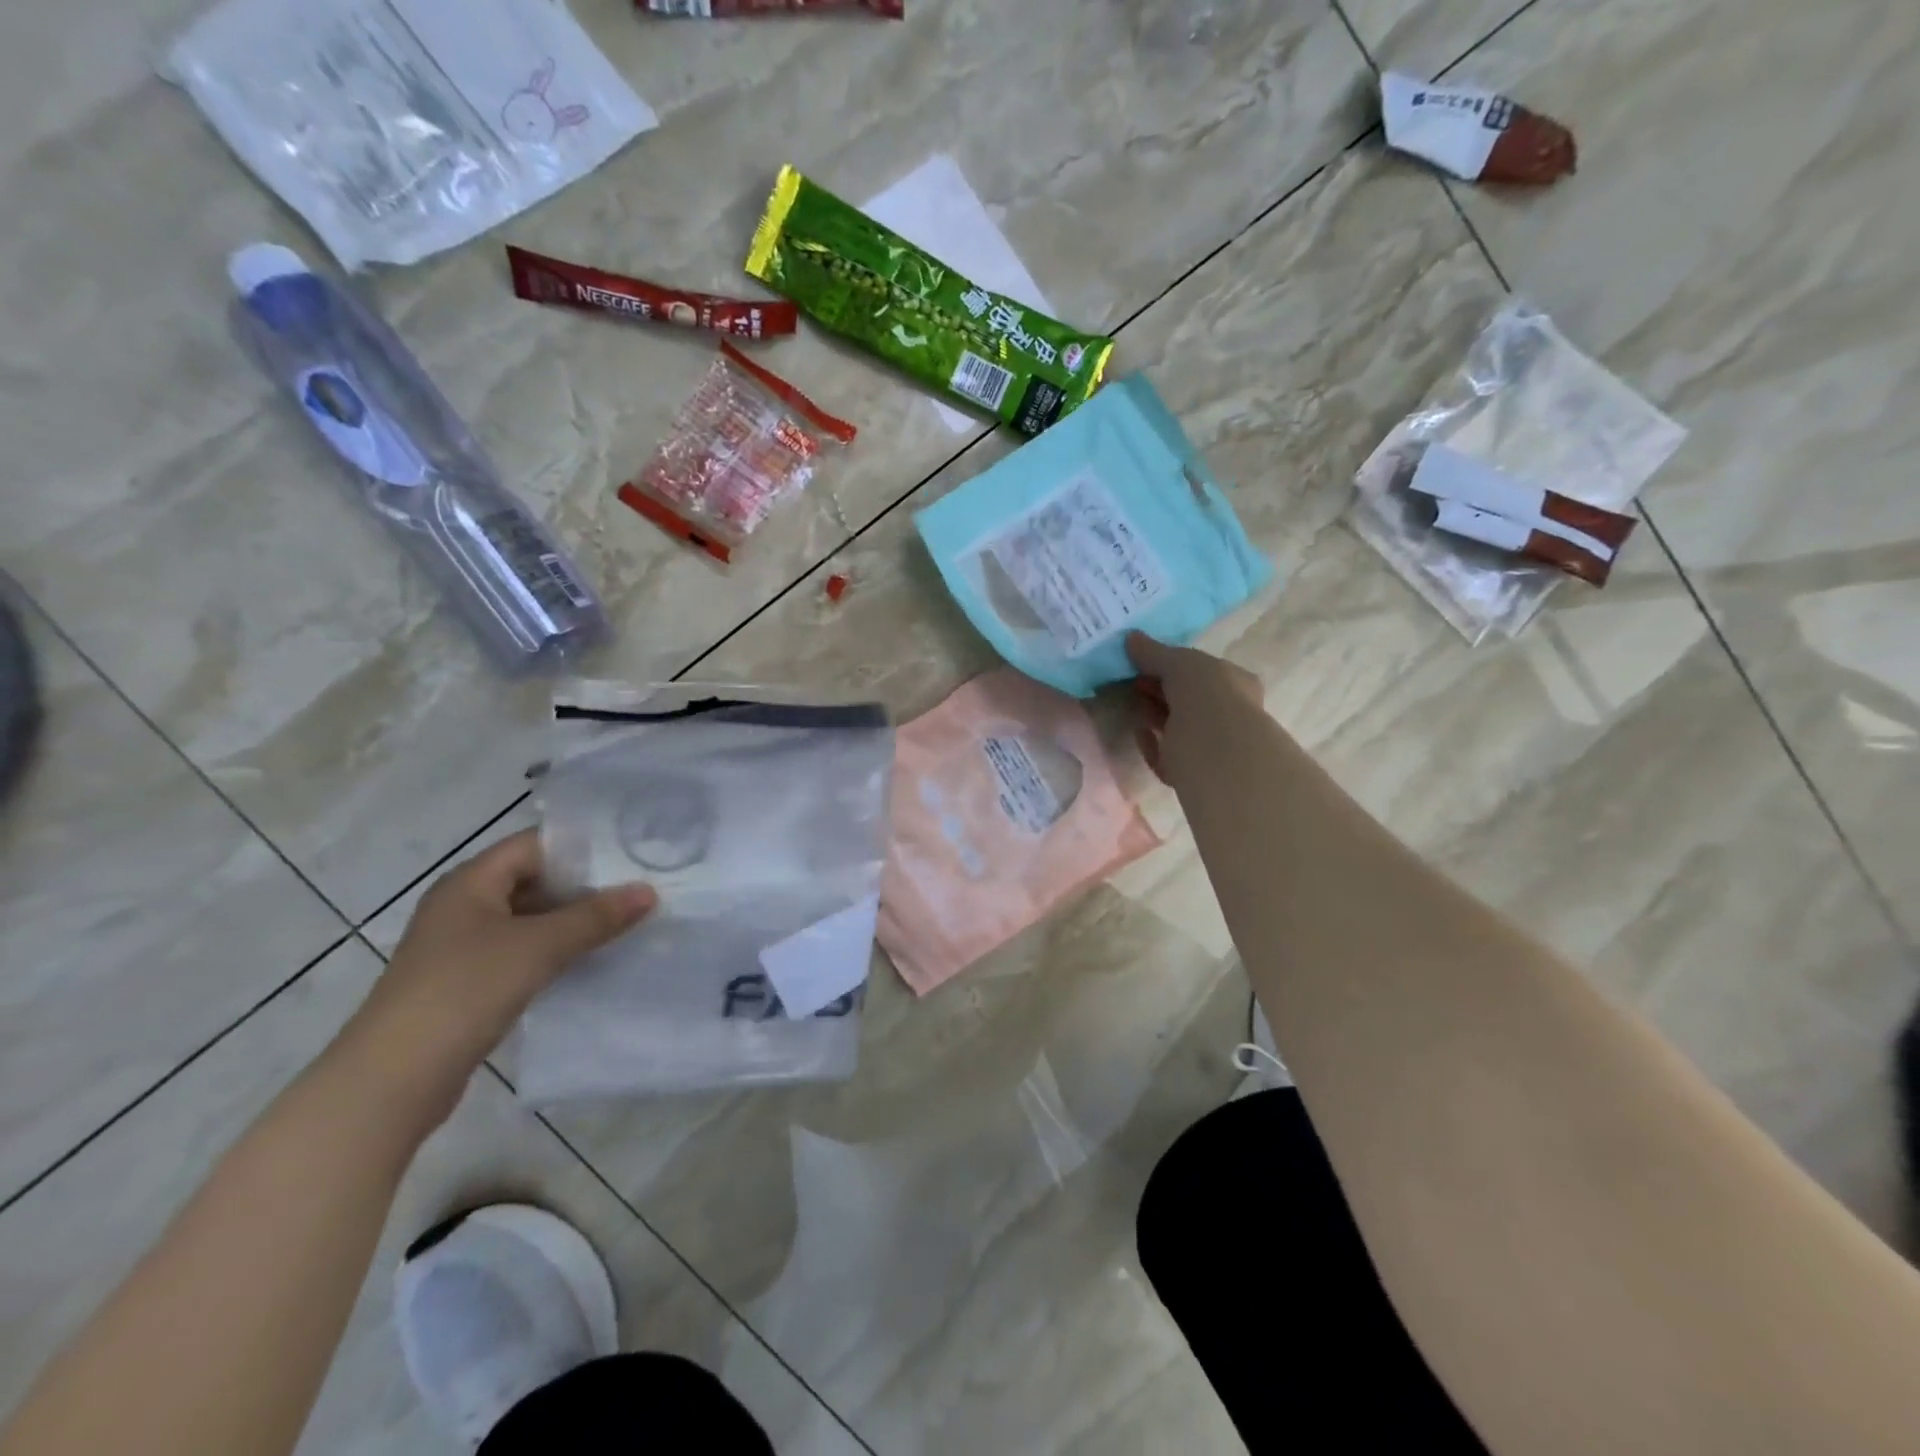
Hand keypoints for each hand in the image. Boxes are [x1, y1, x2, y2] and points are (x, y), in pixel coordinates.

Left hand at [343, 830, 655, 1120]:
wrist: (394, 1079)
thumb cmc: (465, 990)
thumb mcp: (539, 946)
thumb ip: (596, 917)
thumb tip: (648, 891)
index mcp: (470, 882)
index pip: (534, 845)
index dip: (582, 846)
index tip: (631, 854)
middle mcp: (463, 906)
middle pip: (534, 881)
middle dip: (585, 886)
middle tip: (639, 888)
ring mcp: (462, 947)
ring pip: (530, 920)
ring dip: (573, 922)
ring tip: (626, 922)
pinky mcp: (468, 984)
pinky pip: (522, 953)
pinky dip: (555, 952)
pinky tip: (591, 961)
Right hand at [1127, 632, 1263, 786]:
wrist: (1216, 749)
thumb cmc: (1207, 695)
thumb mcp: (1179, 662)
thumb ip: (1154, 652)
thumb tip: (1130, 637)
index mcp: (1234, 684)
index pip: (1203, 671)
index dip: (1173, 665)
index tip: (1144, 662)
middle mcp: (1226, 714)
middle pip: (1185, 699)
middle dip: (1158, 690)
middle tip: (1131, 682)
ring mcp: (1210, 745)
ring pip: (1175, 727)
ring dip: (1152, 715)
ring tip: (1129, 703)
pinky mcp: (1190, 771)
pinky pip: (1165, 755)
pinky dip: (1150, 744)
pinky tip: (1138, 733)